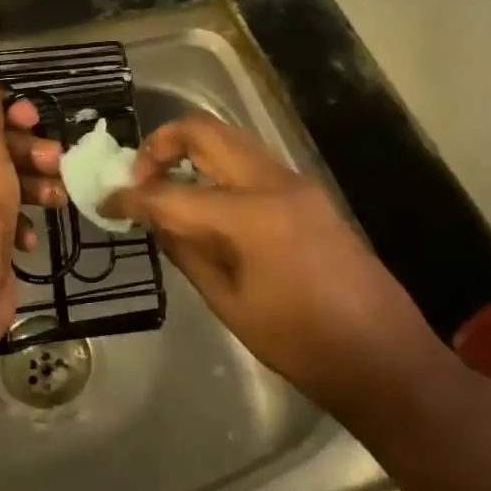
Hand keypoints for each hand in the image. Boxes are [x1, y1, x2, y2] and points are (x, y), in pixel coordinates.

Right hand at [105, 114, 440, 410]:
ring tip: (165, 187)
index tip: (105, 201)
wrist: (386, 359)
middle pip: (204, 132)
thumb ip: (186, 251)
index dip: (131, 196)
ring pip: (229, 140)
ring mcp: (296, 183)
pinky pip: (250, 162)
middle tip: (138, 178)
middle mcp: (274, 182)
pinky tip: (204, 202)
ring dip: (190, 152)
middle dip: (160, 145)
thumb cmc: (301, 344)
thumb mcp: (230, 303)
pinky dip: (217, 167)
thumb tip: (154, 220)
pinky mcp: (308, 193)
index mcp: (251, 215)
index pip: (172, 192)